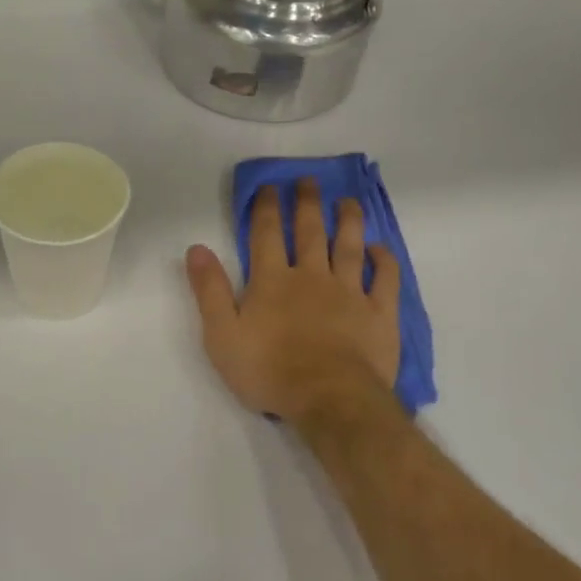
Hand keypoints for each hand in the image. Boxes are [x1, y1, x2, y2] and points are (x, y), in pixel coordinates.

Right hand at [186, 180, 400, 422]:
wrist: (328, 399)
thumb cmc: (268, 370)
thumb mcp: (222, 335)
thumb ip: (210, 291)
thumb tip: (196, 249)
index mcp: (272, 281)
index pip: (266, 235)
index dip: (266, 208)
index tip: (269, 187)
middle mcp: (311, 277)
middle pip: (309, 232)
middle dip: (307, 204)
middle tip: (309, 181)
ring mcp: (349, 293)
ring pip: (349, 247)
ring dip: (348, 222)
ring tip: (347, 202)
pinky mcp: (379, 314)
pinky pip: (384, 280)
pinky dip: (383, 261)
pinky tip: (380, 249)